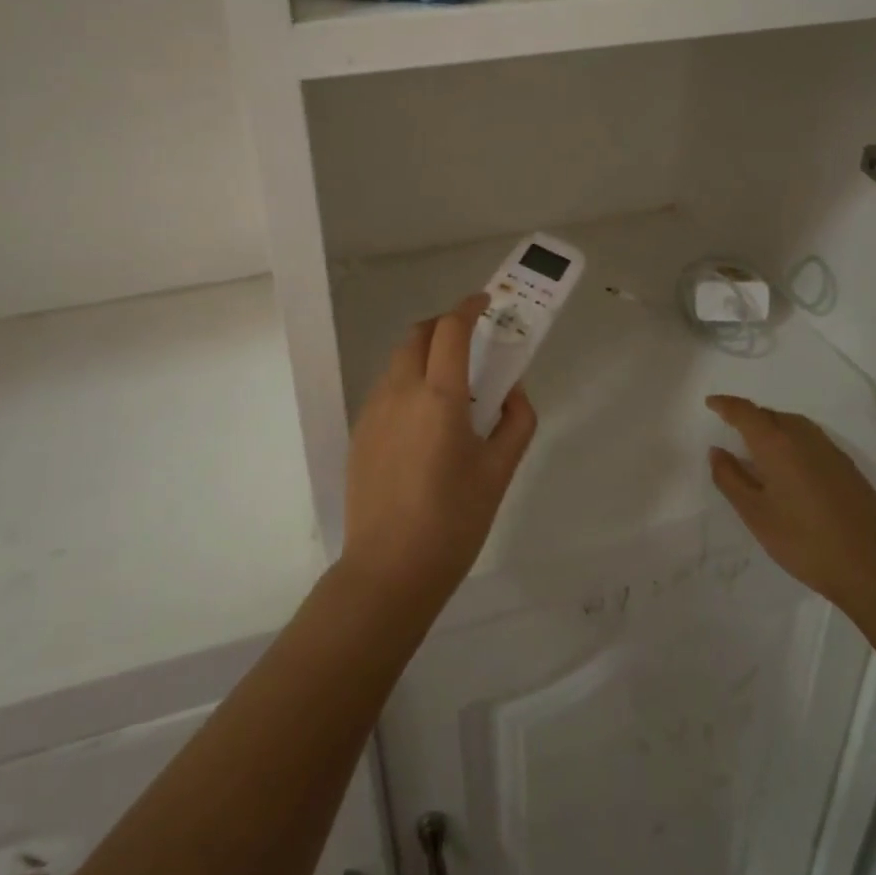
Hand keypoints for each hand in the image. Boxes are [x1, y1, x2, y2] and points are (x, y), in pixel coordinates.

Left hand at [341, 294, 537, 609]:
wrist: (388, 571)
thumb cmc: (453, 521)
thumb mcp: (499, 473)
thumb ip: (515, 423)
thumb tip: (512, 393)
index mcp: (439, 397)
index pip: (450, 330)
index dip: (468, 308)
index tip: (484, 303)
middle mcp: (401, 393)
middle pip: (417, 335)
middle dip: (443, 326)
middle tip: (468, 342)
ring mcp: (373, 412)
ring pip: (398, 362)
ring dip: (424, 355)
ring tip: (449, 387)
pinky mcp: (360, 433)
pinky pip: (386, 390)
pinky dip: (408, 383)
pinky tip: (423, 423)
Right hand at [706, 395, 875, 618]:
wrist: (870, 568)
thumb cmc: (803, 541)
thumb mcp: (755, 514)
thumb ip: (730, 478)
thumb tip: (717, 451)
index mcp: (776, 445)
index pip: (745, 412)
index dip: (726, 404)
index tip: (711, 402)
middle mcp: (804, 438)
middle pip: (770, 415)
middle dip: (749, 417)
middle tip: (733, 431)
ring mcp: (830, 451)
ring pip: (794, 424)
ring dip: (773, 427)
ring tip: (761, 448)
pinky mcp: (848, 467)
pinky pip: (812, 439)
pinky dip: (793, 441)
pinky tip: (792, 468)